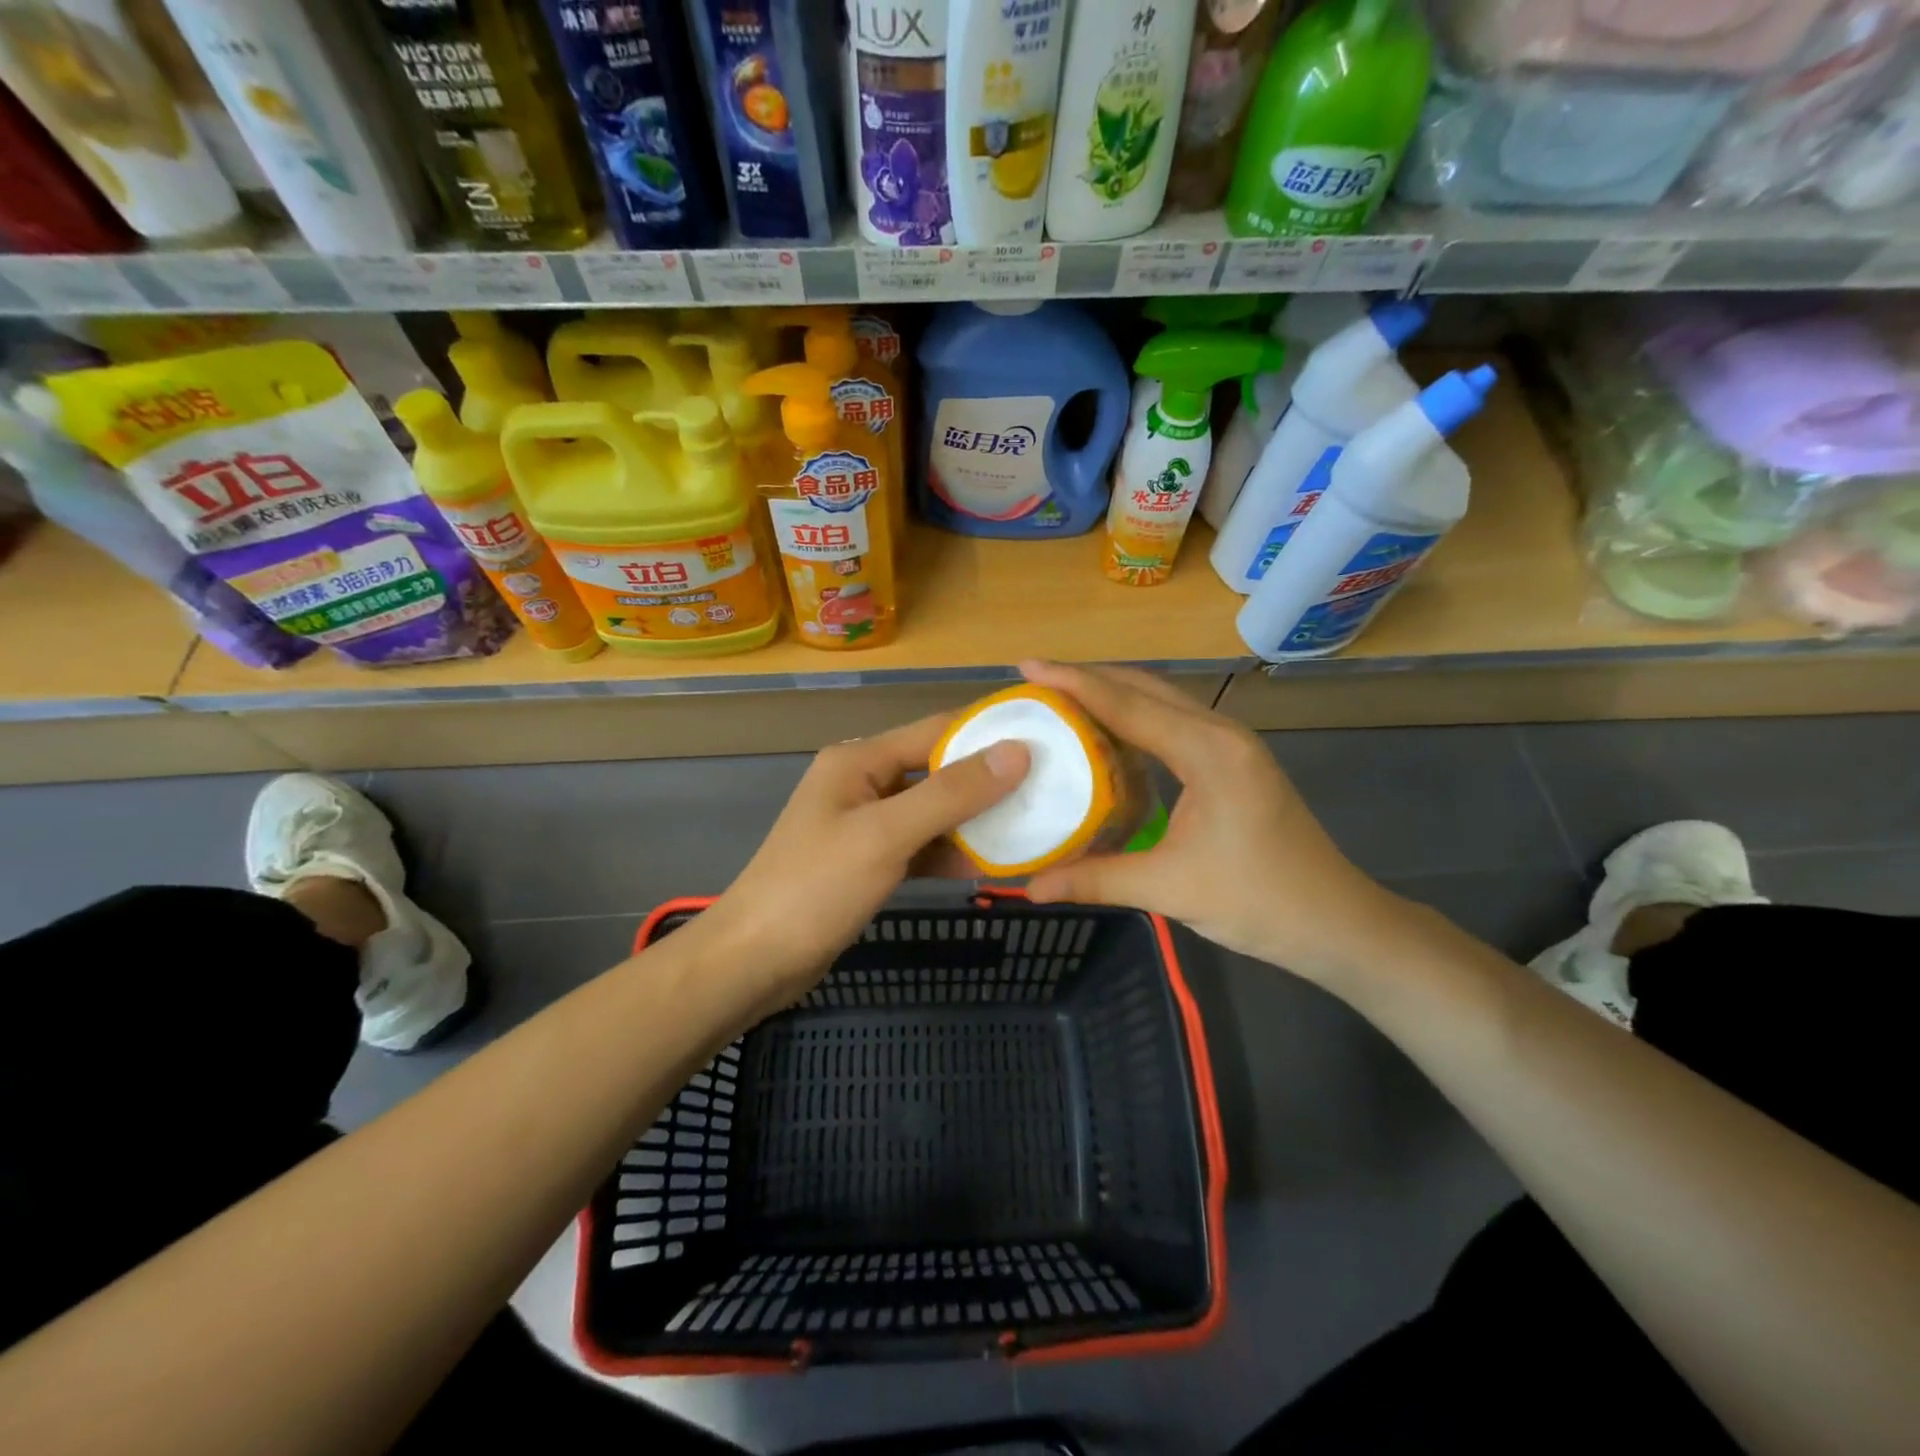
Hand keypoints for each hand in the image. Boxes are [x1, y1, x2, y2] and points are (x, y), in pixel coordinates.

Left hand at [700, 713, 1028, 1008]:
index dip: (988, 733)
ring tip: (1031, 826)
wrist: (753, 961)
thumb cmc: (815, 889)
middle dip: (987, 780)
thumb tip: (1016, 752)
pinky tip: (989, 864)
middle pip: (936, 770)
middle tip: (1048, 789)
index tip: (1045, 741)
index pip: (935, 730)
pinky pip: (920, 845)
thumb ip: (950, 793)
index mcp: (859, 759)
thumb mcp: (886, 835)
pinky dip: (950, 852)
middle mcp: (863, 782)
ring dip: (974, 820)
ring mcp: (865, 823)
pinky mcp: (869, 861)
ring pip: (932, 811)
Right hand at [1021, 661, 1402, 987]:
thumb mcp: (1168, 889)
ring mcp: (1233, 744)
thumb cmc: (1258, 902)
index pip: (1127, 704)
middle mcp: (1221, 733)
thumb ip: (1096, 879)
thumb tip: (1030, 887)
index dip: (1073, 683)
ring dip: (1113, 695)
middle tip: (1036, 682)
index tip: (1027, 666)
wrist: (1336, 922)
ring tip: (1062, 700)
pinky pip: (1174, 723)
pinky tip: (1108, 736)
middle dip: (1089, 679)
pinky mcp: (1235, 761)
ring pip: (1162, 701)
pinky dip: (1135, 719)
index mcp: (1207, 751)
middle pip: (1145, 688)